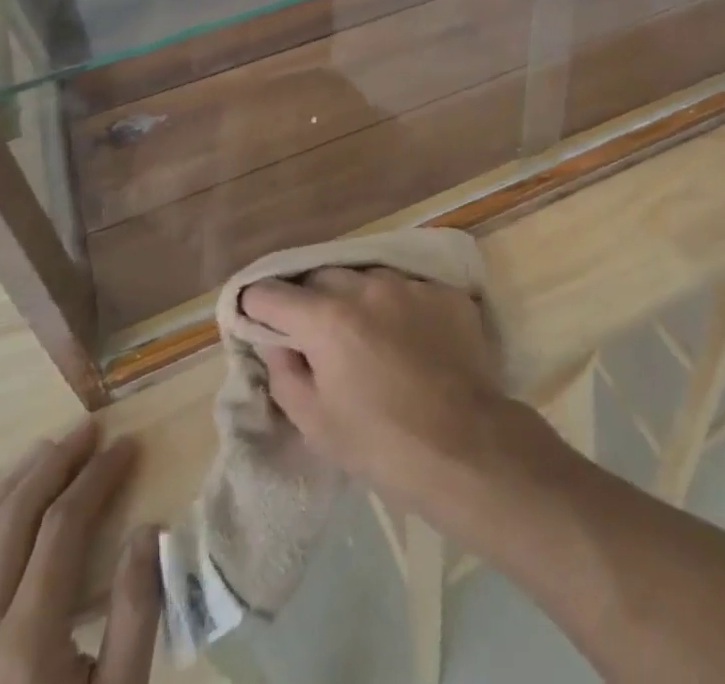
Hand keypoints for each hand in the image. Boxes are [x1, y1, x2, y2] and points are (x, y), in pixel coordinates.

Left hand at [0, 416, 159, 683]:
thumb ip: (134, 616)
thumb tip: (146, 530)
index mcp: (25, 645)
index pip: (63, 526)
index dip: (98, 476)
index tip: (128, 444)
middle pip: (13, 517)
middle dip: (56, 461)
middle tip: (91, 428)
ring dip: (12, 481)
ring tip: (48, 449)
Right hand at [240, 266, 507, 513]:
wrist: (467, 446)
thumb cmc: (381, 445)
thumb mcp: (316, 422)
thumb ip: (284, 373)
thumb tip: (274, 340)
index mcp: (328, 318)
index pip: (273, 294)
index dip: (258, 306)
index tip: (258, 320)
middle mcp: (367, 287)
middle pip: (321, 278)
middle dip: (309, 300)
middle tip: (315, 335)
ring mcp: (410, 284)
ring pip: (367, 277)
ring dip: (356, 298)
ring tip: (367, 335)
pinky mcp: (444, 291)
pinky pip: (407, 288)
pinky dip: (397, 306)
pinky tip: (409, 339)